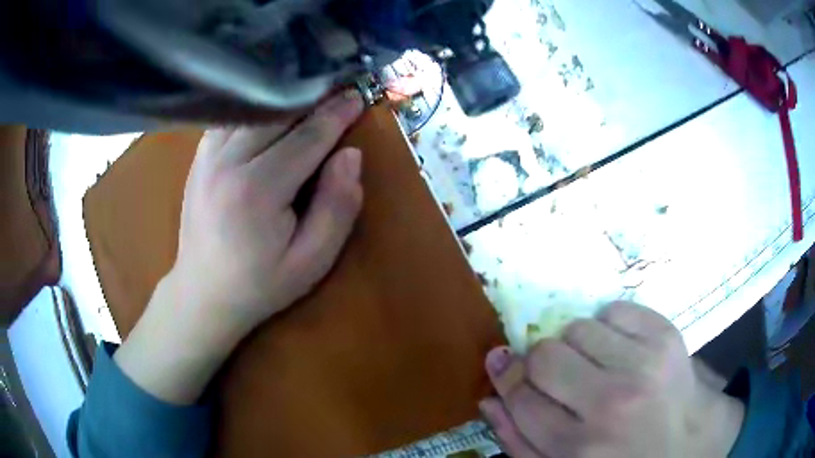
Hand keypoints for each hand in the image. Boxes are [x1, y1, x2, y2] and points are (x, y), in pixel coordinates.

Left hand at [114, 91, 364, 403]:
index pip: (306, 138)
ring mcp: (207, 156)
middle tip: (339, 88)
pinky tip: (272, 110)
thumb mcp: (312, 261)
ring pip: (253, 110)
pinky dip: (256, 109)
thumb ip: (337, 207)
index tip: (357, 97)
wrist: (203, 292)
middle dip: (313, 99)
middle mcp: (227, 162)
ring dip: (284, 99)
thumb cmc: (261, 283)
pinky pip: (232, 118)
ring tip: (310, 94)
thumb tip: (350, 155)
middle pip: (278, 114)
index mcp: (257, 190)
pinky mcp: (199, 157)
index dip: (336, 115)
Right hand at [479, 302, 744, 457]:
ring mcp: (644, 365)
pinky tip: (621, 350)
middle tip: (559, 375)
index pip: (521, 397)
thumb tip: (491, 398)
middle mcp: (611, 404)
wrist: (690, 444)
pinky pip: (616, 309)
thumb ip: (520, 442)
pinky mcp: (667, 336)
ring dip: (577, 345)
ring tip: (596, 366)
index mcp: (579, 447)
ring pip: (578, 328)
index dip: (508, 379)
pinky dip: (609, 326)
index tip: (505, 368)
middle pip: (545, 355)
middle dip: (541, 362)